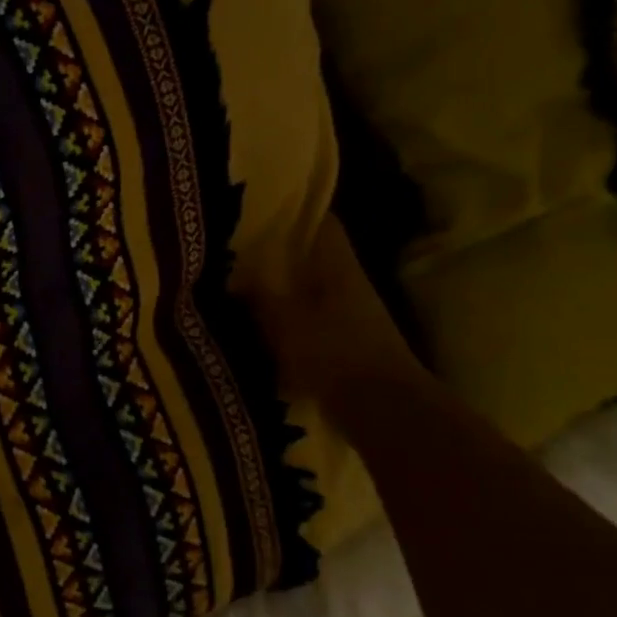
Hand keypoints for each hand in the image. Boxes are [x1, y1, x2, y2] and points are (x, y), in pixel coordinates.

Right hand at [248, 216, 426, 407]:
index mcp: (338, 266)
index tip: (260, 206)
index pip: (321, 222)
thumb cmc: (333, 353)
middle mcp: (350, 282)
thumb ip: (256, 296)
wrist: (383, 410)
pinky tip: (263, 325)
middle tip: (238, 249)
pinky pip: (313, 318)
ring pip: (312, 288)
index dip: (294, 210)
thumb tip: (233, 274)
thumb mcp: (282, 321)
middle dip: (280, 252)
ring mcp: (354, 314)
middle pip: (314, 256)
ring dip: (283, 287)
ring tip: (243, 286)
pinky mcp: (349, 343)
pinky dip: (290, 317)